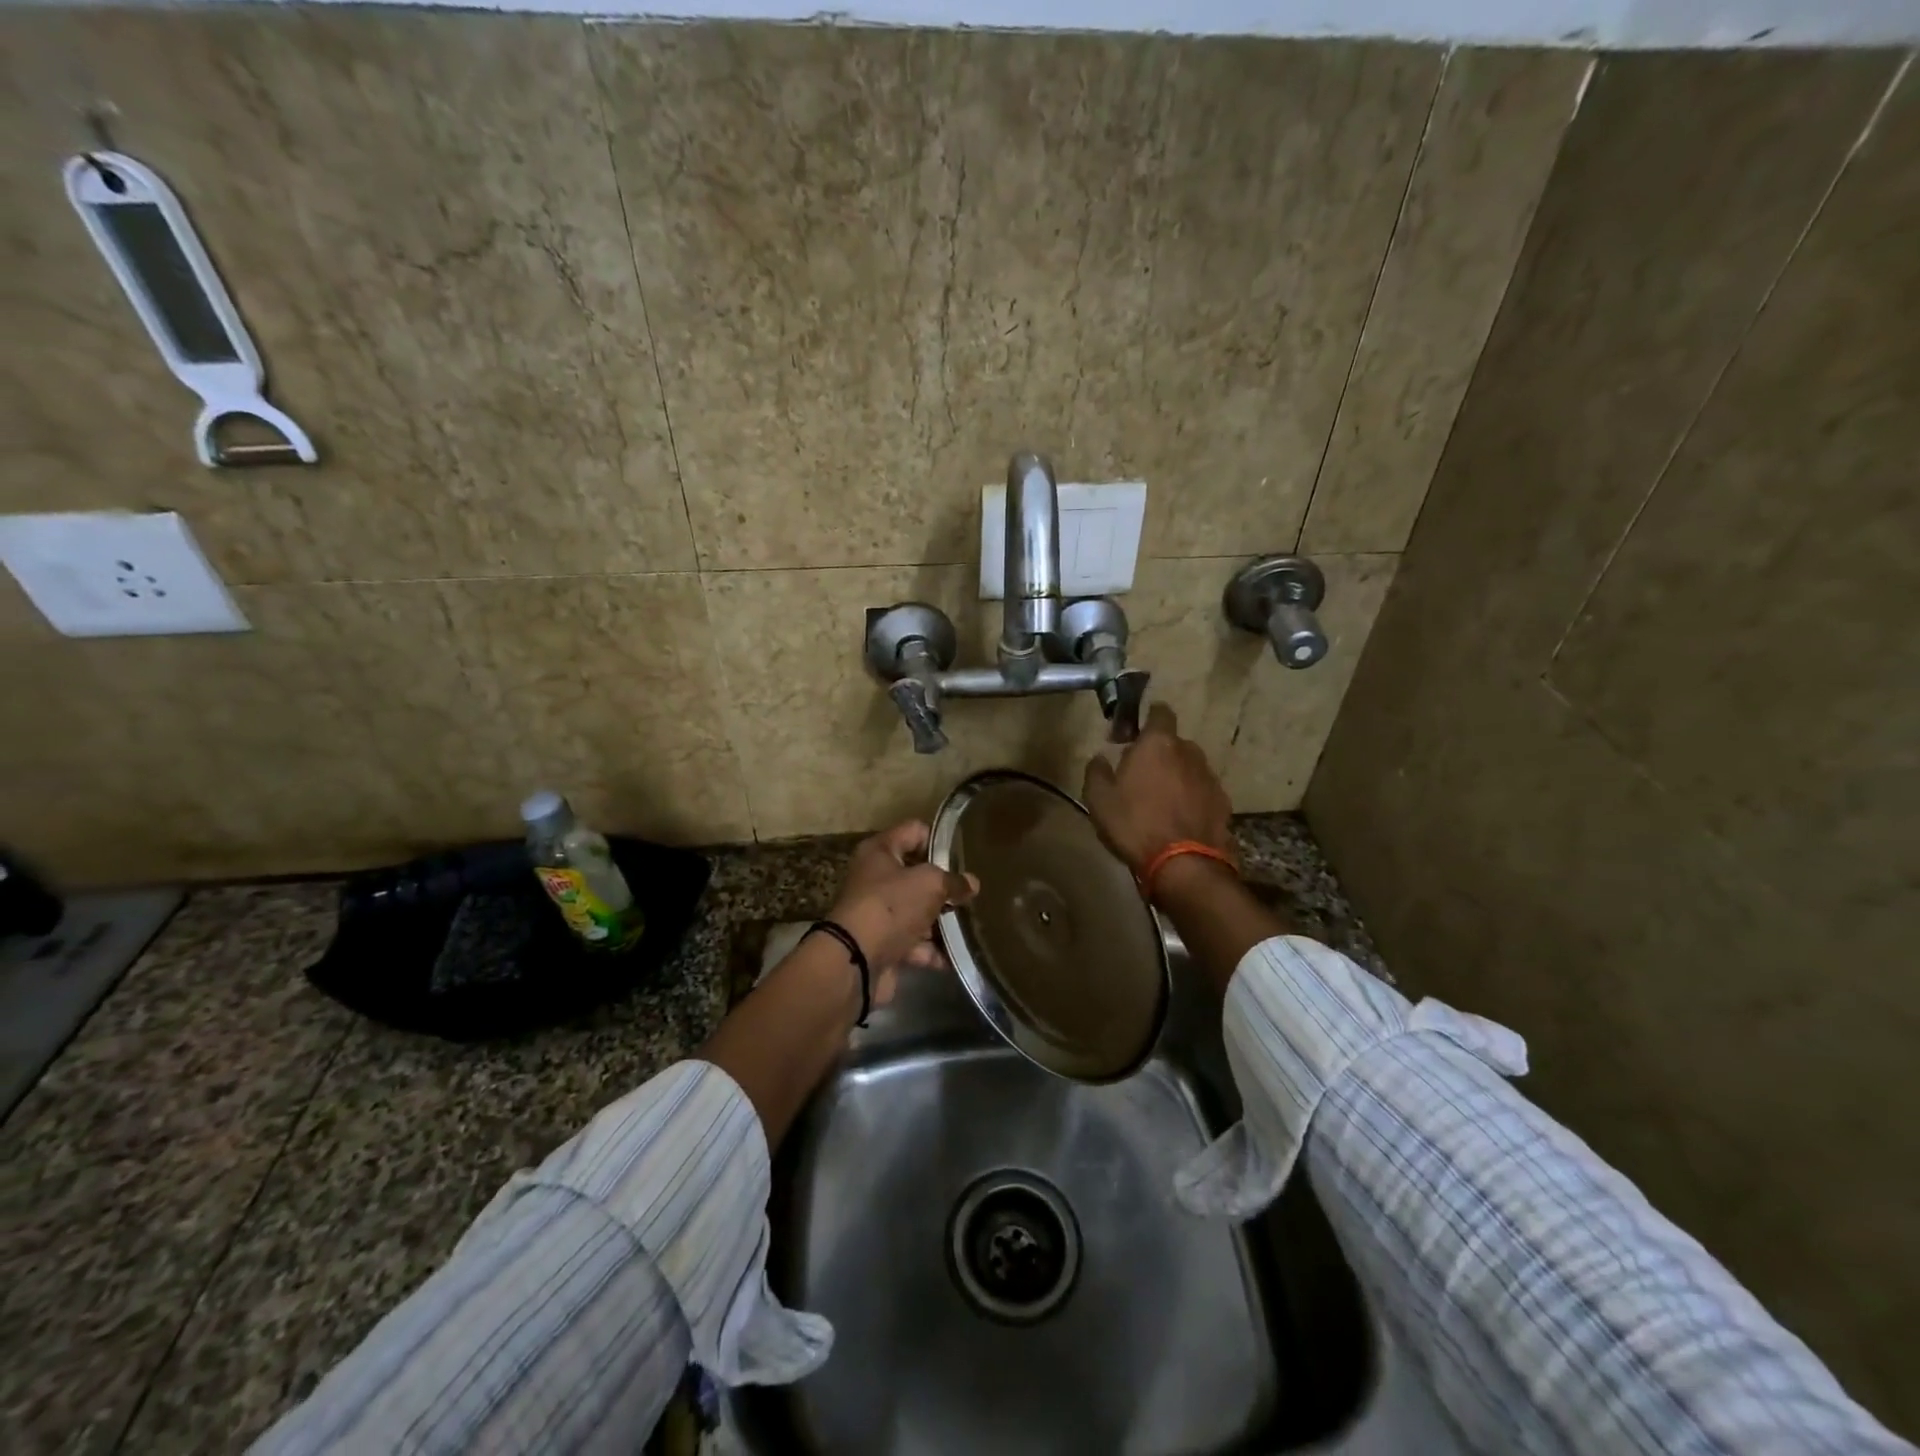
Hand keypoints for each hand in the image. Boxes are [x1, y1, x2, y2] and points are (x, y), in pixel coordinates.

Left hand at [827, 820, 978, 1007]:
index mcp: (880, 851)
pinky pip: (914, 943)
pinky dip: (933, 950)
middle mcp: (876, 878)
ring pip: (917, 911)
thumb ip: (954, 881)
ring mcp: (879, 913)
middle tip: (972, 892)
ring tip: (972, 924)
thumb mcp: (930, 884)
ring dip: (942, 921)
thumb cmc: (892, 906)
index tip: (964, 856)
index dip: (939, 840)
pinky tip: (959, 955)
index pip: (915, 831)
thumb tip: (972, 883)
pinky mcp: (883, 944)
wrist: (856, 961)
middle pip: (917, 874)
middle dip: (944, 886)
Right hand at [1082, 702, 1236, 878]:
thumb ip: (1096, 772)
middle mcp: (1189, 752)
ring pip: (1189, 768)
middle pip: (1174, 743)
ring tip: (1160, 801)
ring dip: (1176, 777)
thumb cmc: (1135, 824)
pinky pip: (1201, 792)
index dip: (1148, 718)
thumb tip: (1100, 758)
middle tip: (1140, 775)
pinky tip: (1178, 819)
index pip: (1160, 712)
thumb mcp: (1099, 799)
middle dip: (1159, 753)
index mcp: (1158, 744)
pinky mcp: (1223, 803)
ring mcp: (1210, 778)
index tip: (1133, 734)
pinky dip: (1191, 798)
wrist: (1184, 865)